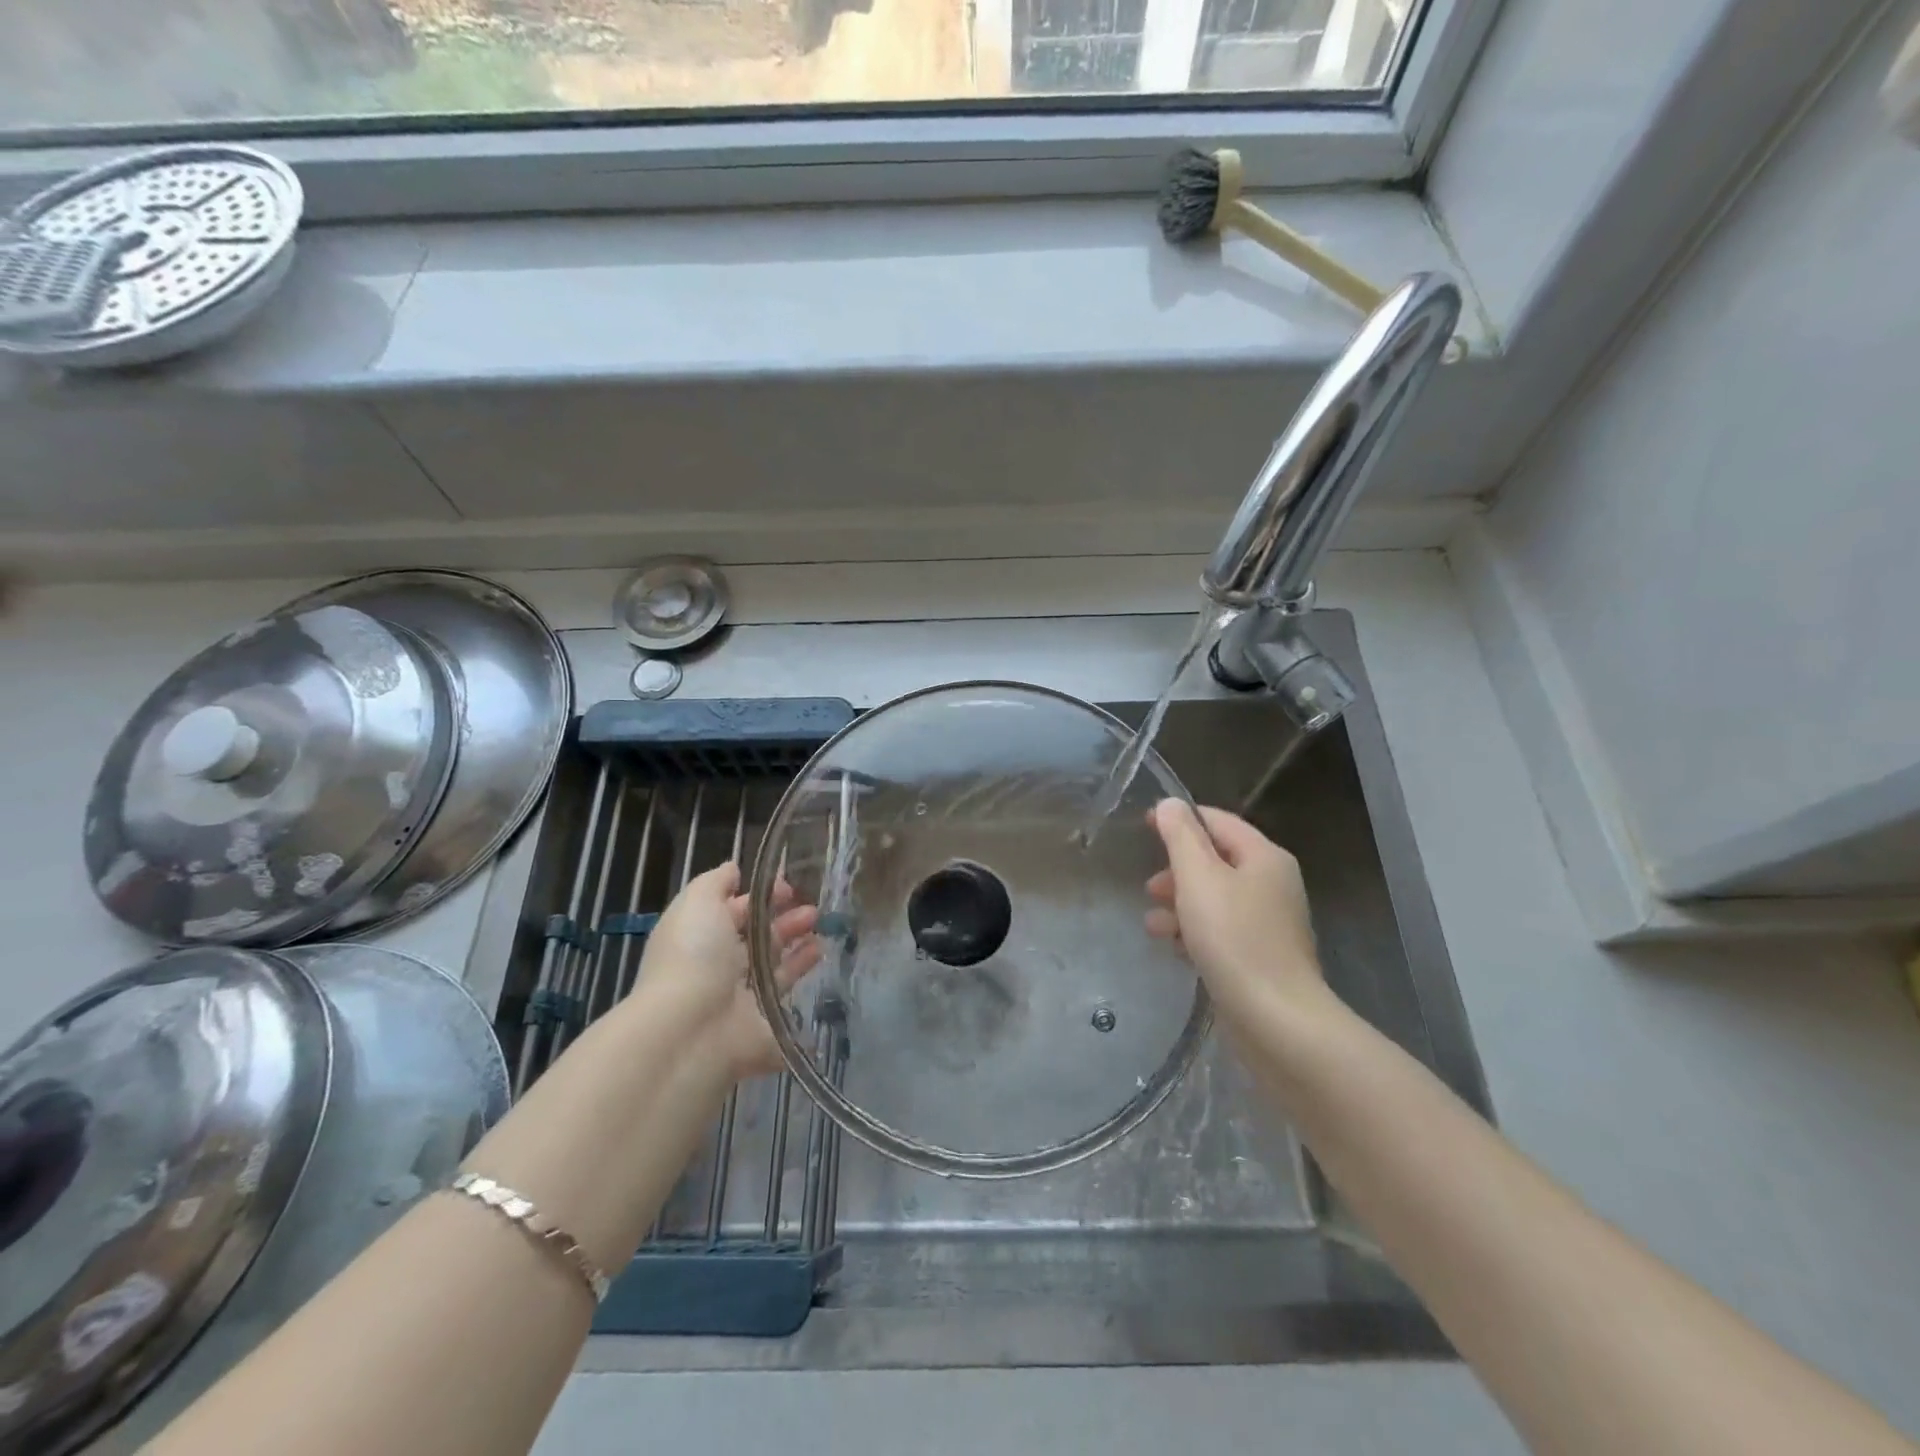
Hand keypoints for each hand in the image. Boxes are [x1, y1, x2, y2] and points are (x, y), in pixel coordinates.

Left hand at [628, 862, 820, 1080]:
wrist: (692, 1031)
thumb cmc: (694, 957)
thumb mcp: (698, 903)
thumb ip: (716, 882)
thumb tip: (733, 868)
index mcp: (702, 938)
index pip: (735, 913)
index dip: (761, 897)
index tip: (790, 886)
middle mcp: (720, 969)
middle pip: (759, 939)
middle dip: (786, 920)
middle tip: (813, 910)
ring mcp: (743, 1001)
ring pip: (776, 968)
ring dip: (798, 947)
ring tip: (822, 931)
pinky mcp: (765, 1028)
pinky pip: (788, 1001)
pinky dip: (805, 980)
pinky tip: (821, 958)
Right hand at [1145, 800, 1330, 1024]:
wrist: (1276, 1020)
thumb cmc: (1234, 939)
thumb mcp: (1199, 878)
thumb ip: (1181, 837)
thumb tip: (1170, 804)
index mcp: (1264, 857)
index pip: (1218, 821)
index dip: (1180, 819)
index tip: (1144, 826)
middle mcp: (1272, 884)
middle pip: (1215, 861)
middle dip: (1177, 871)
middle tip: (1150, 888)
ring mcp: (1268, 923)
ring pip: (1214, 899)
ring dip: (1179, 905)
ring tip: (1154, 926)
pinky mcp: (1259, 956)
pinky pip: (1220, 930)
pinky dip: (1194, 932)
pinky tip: (1175, 949)